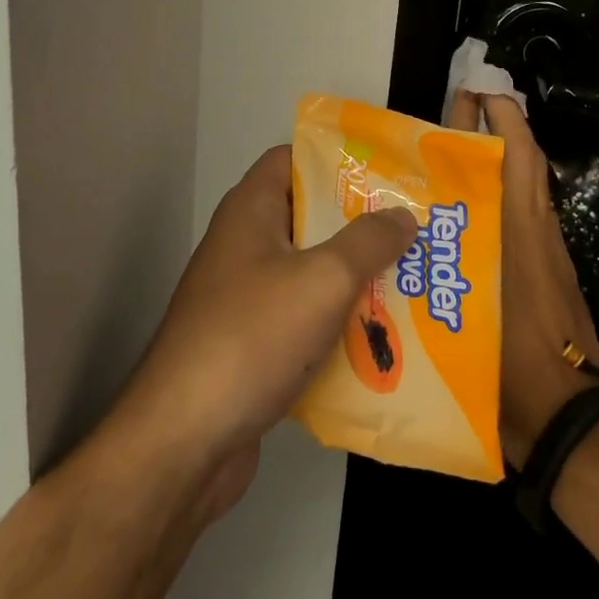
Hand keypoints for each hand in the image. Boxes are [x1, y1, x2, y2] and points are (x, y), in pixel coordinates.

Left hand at [102, 146, 418, 522]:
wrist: (185, 439)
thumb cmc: (252, 336)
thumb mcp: (323, 279)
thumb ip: (368, 242)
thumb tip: (403, 215)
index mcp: (251, 210)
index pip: (293, 159)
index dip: (337, 159)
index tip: (387, 174)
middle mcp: (244, 244)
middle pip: (309, 217)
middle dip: (361, 224)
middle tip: (414, 231)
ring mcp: (245, 296)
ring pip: (310, 272)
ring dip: (355, 279)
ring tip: (412, 281)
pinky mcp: (251, 344)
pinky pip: (303, 319)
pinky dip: (337, 324)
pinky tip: (382, 340)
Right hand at [447, 91, 598, 466]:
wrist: (570, 421)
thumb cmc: (513, 366)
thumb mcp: (467, 317)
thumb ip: (436, 278)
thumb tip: (401, 239)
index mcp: (520, 230)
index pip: (519, 157)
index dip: (503, 118)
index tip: (478, 91)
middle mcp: (535, 231)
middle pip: (520, 164)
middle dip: (493, 130)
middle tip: (455, 107)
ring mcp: (544, 254)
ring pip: (520, 191)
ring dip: (495, 162)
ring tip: (445, 154)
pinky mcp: (546, 276)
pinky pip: (520, 220)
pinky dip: (498, 200)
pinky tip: (461, 214)